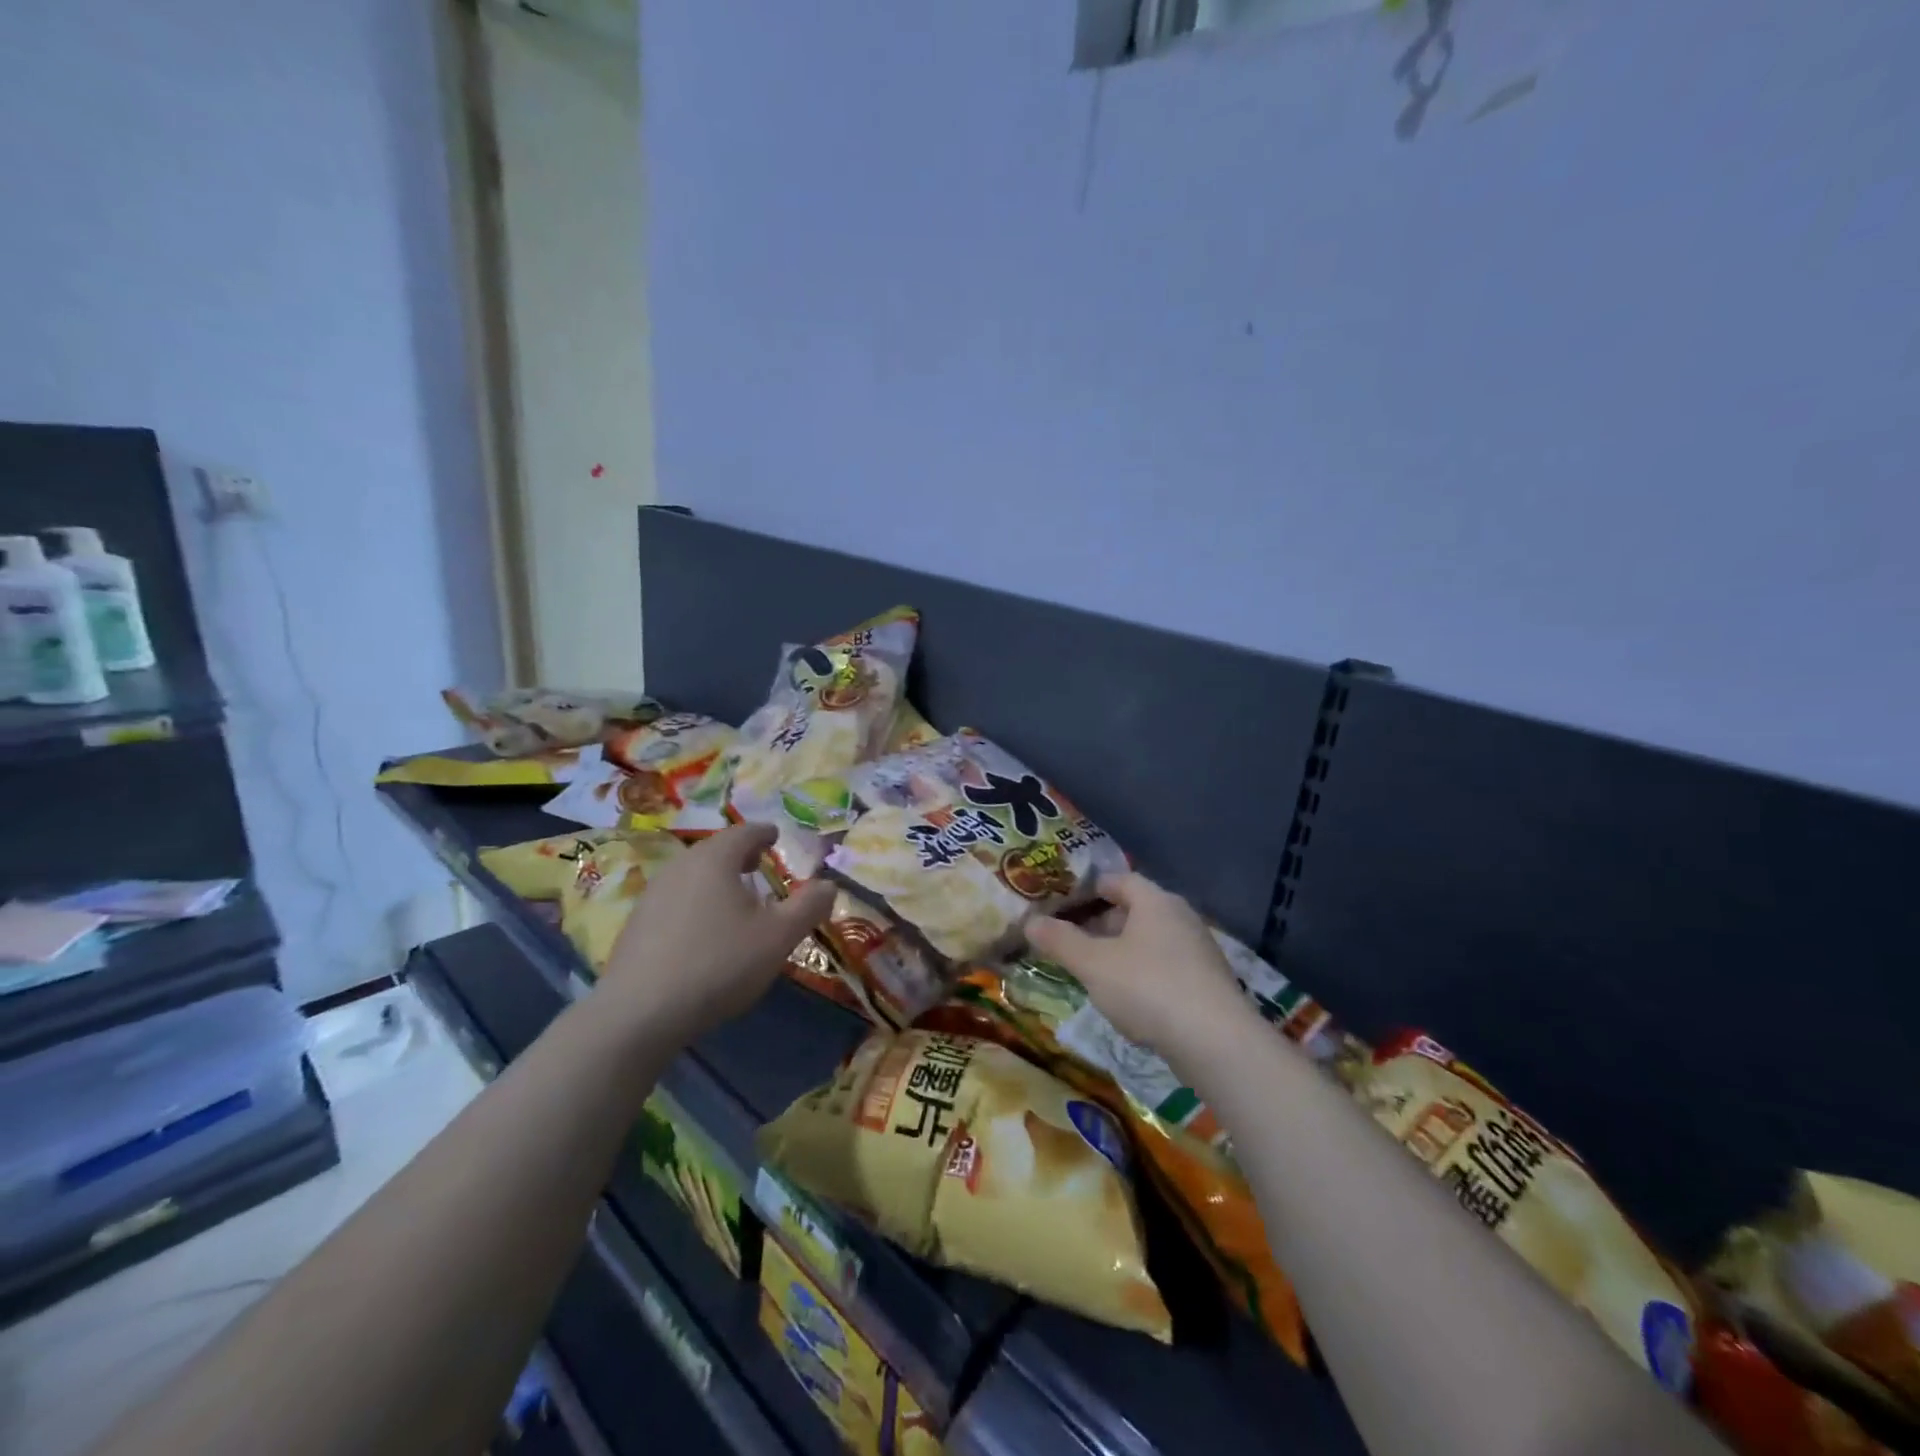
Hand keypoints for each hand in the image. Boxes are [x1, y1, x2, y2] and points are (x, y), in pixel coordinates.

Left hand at [598, 823, 834, 1043]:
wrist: (638, 1013)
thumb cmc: (718, 964)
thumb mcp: (778, 937)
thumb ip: (808, 907)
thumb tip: (829, 885)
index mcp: (715, 859)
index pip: (745, 832)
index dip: (765, 833)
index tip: (776, 837)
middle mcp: (681, 866)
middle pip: (716, 850)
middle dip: (740, 855)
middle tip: (760, 865)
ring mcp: (653, 894)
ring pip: (694, 875)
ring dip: (717, 880)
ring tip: (736, 900)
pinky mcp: (637, 924)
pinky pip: (676, 899)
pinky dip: (697, 902)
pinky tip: (704, 932)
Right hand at [1026, 872, 1254, 1070]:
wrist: (1217, 1043)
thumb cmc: (1148, 988)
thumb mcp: (1093, 964)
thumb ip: (1060, 941)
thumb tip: (1030, 921)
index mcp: (1155, 901)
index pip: (1119, 880)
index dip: (1090, 888)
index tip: (1064, 903)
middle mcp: (1181, 917)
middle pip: (1136, 909)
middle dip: (1102, 923)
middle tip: (1072, 941)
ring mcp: (1199, 950)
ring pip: (1151, 940)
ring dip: (1122, 951)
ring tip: (1094, 972)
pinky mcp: (1209, 983)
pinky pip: (1167, 966)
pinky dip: (1144, 973)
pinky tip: (1129, 1000)